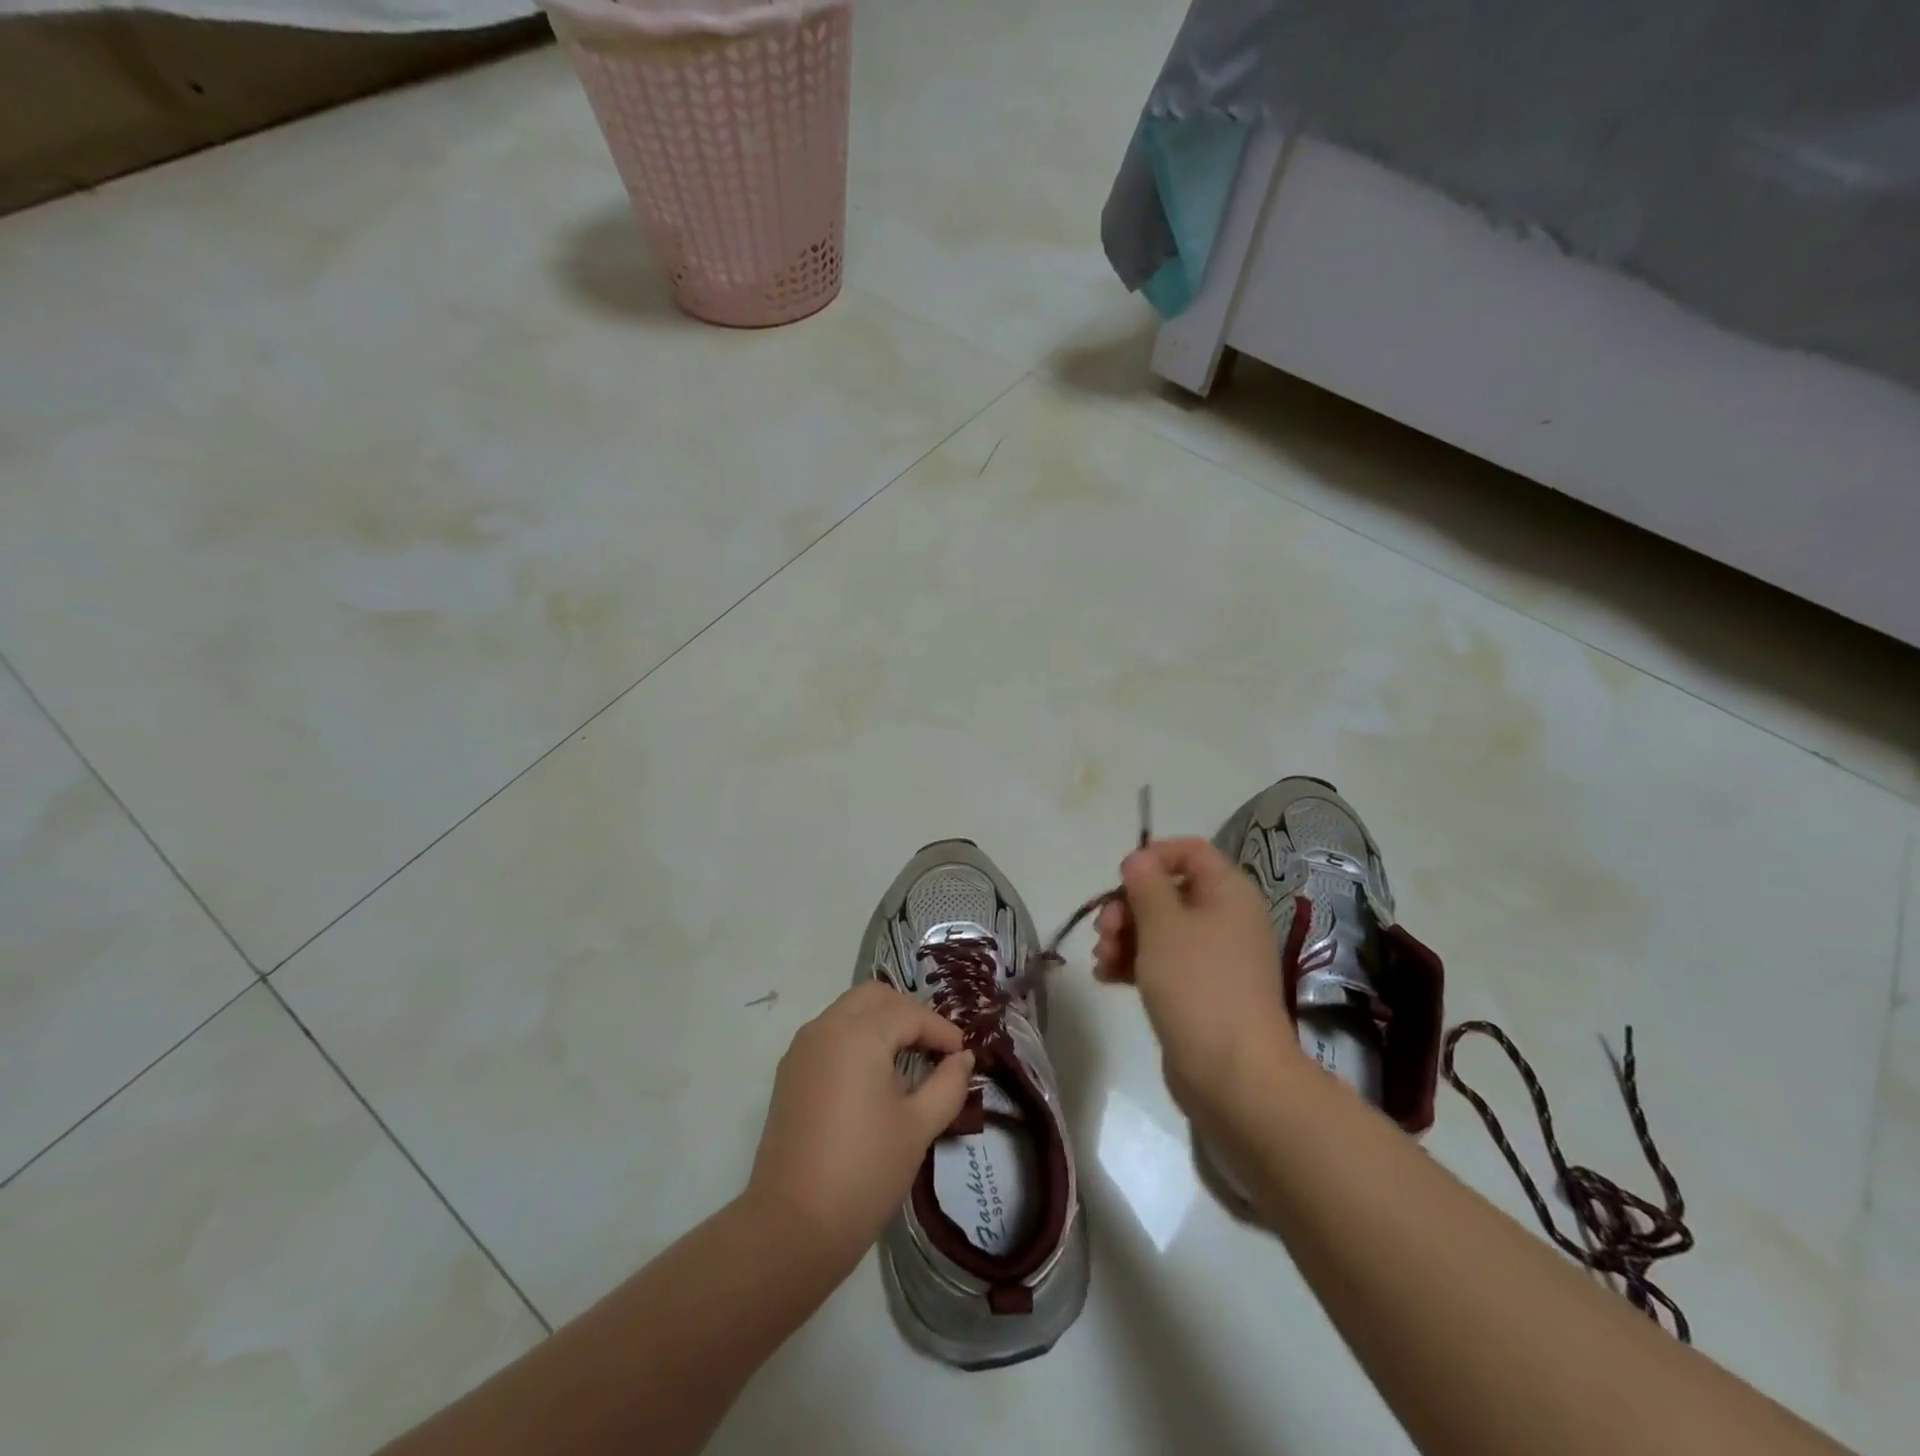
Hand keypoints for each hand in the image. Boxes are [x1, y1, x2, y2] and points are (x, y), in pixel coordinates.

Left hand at [746, 982, 973, 1272]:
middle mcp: (825, 1028)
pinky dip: (856, 1040)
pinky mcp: (789, 1075)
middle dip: (908, 1013)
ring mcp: (801, 1050)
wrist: (791, 1227)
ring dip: (881, 1023)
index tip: (964, 1054)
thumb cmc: (864, 1171)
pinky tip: (875, 1079)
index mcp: (857, 1033)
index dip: (941, 1030)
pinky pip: (829, 1036)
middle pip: (874, 997)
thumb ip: (947, 1084)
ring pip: (848, 1012)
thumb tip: (963, 1058)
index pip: (909, 1014)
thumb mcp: (918, 1127)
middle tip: (935, 1046)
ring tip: (909, 1061)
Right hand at [1094, 837, 1300, 1125]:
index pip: (1190, 851)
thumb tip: (1138, 858)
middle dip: (1127, 906)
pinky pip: (1162, 962)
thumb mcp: (1163, 925)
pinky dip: (1134, 964)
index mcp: (1227, 892)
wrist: (1233, 1074)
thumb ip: (1146, 884)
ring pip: (1159, 929)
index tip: (1121, 878)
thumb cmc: (1197, 985)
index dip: (1153, 856)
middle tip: (1104, 930)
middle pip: (1167, 891)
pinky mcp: (1200, 991)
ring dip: (1124, 937)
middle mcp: (1225, 918)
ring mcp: (1214, 957)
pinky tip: (1107, 978)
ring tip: (1102, 960)